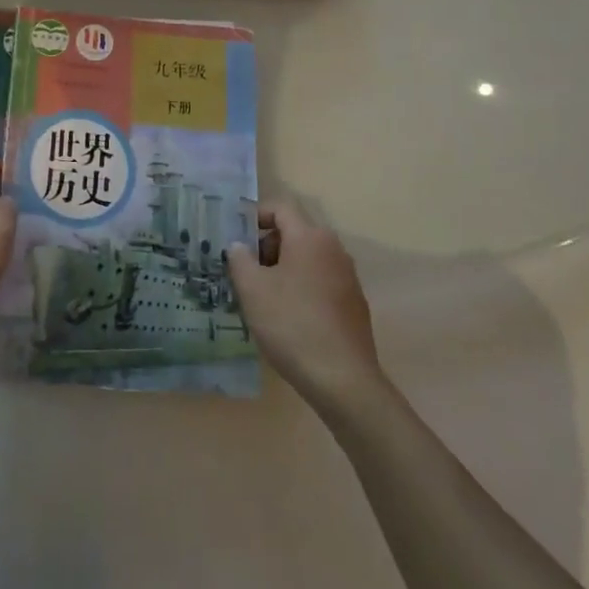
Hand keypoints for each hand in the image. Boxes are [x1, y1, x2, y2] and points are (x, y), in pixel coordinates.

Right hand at [226, 204, 385, 413]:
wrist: (343, 380)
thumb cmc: (292, 325)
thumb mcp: (252, 289)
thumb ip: (239, 259)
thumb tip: (238, 246)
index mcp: (310, 237)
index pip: (280, 208)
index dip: (254, 216)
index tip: (235, 238)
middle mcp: (333, 249)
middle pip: (294, 232)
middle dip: (266, 245)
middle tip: (244, 270)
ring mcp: (347, 277)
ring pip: (307, 258)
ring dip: (282, 267)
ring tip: (261, 294)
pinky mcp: (353, 303)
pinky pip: (320, 280)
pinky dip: (300, 286)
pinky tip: (287, 316)